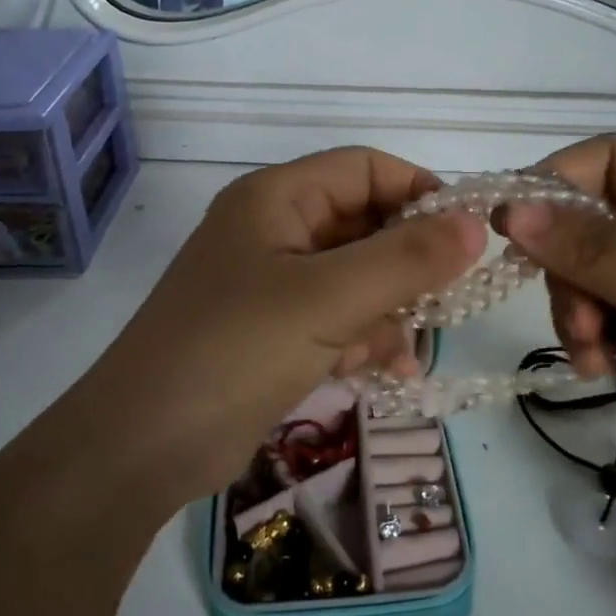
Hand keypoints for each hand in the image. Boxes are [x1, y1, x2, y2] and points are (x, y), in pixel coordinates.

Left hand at [79, 148, 483, 500]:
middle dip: (408, 264)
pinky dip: (364, 339)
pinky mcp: (273, 334)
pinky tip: (387, 372)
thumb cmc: (234, 351)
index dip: (419, 193)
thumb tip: (474, 224)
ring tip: (407, 352)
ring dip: (390, 310)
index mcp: (277, 199)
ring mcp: (272, 285)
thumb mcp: (327, 299)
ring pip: (356, 278)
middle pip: (364, 225)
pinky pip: (337, 320)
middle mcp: (274, 231)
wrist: (140, 447)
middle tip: (448, 301)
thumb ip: (406, 260)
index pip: (365, 169)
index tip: (466, 236)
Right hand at [501, 135, 615, 514]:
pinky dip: (594, 330)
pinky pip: (609, 303)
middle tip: (576, 320)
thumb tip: (512, 210)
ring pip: (594, 264)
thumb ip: (600, 252)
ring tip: (594, 355)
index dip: (557, 183)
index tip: (510, 230)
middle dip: (570, 266)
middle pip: (595, 215)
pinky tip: (604, 365)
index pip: (614, 159)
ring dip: (578, 306)